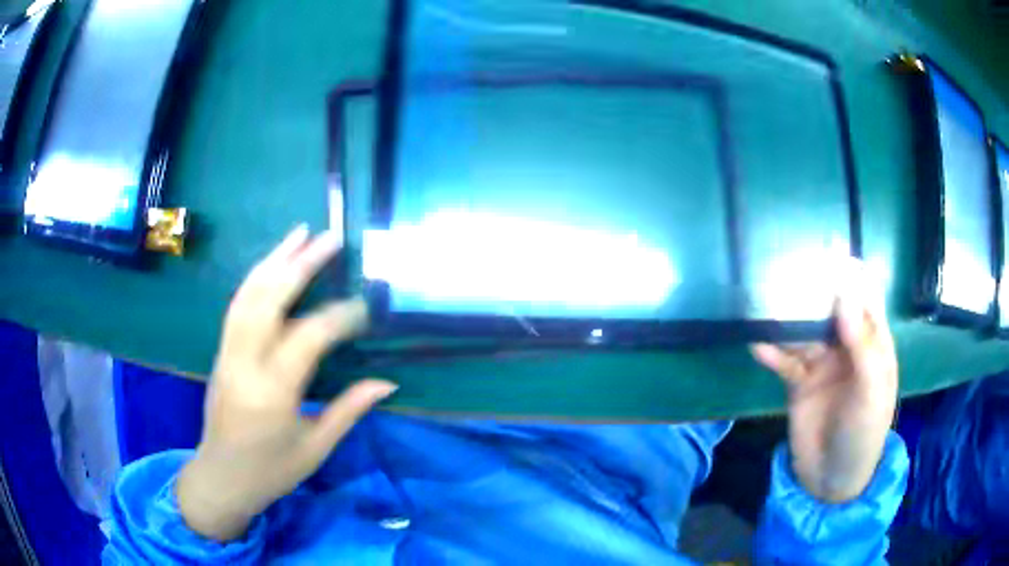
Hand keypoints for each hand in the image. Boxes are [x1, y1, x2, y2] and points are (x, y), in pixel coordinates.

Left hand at [176, 226, 396, 540]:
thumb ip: (349, 410)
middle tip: (330, 238)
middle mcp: (245, 362)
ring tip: (299, 232)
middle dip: (301, 264)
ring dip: (274, 259)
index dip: (340, 316)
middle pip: (270, 299)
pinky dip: (256, 277)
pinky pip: (238, 304)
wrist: (222, 477)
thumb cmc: (271, 470)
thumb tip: (387, 382)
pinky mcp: (221, 351)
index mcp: (273, 391)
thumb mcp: (315, 448)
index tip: (365, 307)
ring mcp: (228, 352)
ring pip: (248, 294)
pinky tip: (272, 264)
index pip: (309, 336)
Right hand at [752, 260, 897, 502]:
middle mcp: (847, 345)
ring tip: (765, 303)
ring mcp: (822, 363)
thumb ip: (861, 344)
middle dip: (813, 288)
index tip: (829, 248)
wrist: (832, 479)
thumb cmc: (863, 433)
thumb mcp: (871, 392)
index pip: (864, 296)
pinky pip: (784, 360)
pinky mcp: (799, 382)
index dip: (850, 272)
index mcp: (872, 342)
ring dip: (787, 319)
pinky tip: (756, 343)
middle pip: (830, 307)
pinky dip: (771, 352)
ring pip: (803, 330)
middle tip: (788, 267)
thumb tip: (844, 293)